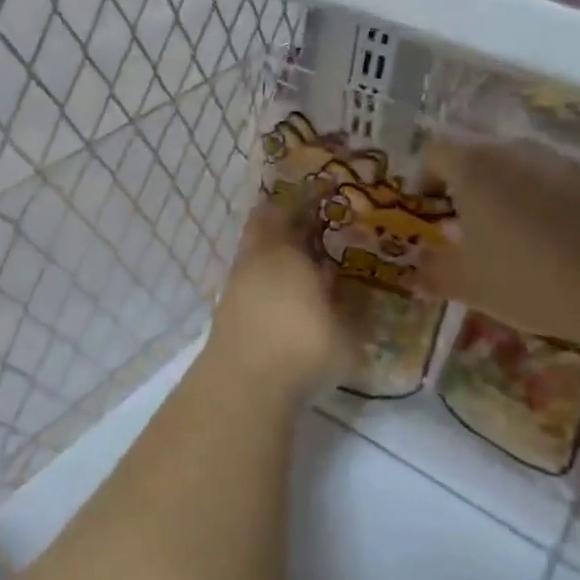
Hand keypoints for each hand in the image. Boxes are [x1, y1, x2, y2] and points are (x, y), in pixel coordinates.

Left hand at [205, 202, 354, 399]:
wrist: (244, 386)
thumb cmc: (303, 348)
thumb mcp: (347, 334)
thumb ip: (353, 312)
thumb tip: (355, 294)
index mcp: (286, 252)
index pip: (291, 210)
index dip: (307, 199)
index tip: (324, 192)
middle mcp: (258, 259)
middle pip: (264, 224)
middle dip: (285, 219)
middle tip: (311, 222)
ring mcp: (236, 284)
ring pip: (255, 253)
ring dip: (274, 251)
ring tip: (302, 263)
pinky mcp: (225, 311)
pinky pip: (248, 280)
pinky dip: (265, 279)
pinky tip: (284, 296)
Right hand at [421, 137, 579, 354]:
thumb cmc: (531, 279)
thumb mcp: (469, 285)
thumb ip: (433, 271)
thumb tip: (417, 266)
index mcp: (475, 168)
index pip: (434, 153)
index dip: (424, 180)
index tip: (429, 215)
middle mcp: (514, 152)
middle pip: (475, 158)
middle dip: (463, 190)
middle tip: (464, 232)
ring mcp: (558, 163)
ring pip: (514, 170)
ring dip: (502, 196)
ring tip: (508, 240)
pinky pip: (550, 184)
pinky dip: (539, 205)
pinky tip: (551, 245)